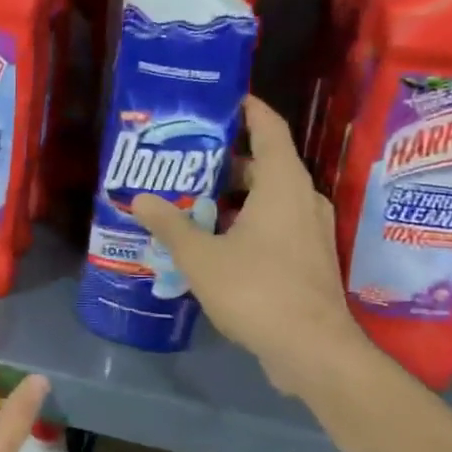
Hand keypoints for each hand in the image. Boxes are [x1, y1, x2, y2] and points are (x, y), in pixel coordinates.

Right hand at [131, 95, 371, 399]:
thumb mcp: (201, 257)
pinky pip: (274, 225)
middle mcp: (303, 199)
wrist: (312, 350)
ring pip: (269, 199)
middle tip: (186, 162)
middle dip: (226, 162)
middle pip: (265, 166)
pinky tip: (214, 242)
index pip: (270, 129)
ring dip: (234, 198)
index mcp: (282, 185)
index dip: (249, 110)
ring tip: (192, 202)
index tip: (224, 100)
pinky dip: (246, 223)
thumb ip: (170, 225)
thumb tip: (140, 199)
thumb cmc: (257, 290)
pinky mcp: (309, 259)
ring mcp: (310, 231)